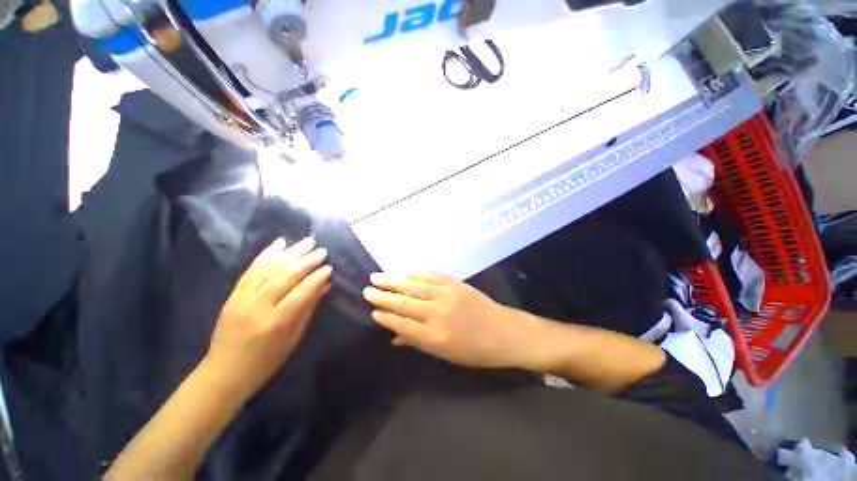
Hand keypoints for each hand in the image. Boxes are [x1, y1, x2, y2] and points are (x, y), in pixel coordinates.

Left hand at [205, 237, 331, 400]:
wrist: (224, 372)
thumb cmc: (266, 361)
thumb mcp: (293, 338)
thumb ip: (308, 308)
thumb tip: (325, 286)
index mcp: (276, 321)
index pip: (301, 292)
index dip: (317, 278)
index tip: (329, 267)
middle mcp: (258, 305)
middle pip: (285, 276)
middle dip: (306, 261)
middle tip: (322, 250)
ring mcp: (242, 298)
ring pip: (269, 268)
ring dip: (290, 253)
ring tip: (307, 242)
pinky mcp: (233, 294)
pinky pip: (251, 270)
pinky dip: (266, 255)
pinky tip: (279, 243)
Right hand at [363, 272, 542, 368]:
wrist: (504, 332)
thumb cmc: (475, 350)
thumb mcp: (445, 354)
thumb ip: (417, 342)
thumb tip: (394, 336)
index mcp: (433, 336)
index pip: (401, 323)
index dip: (385, 316)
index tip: (373, 310)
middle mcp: (437, 313)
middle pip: (403, 302)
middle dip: (383, 296)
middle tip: (367, 290)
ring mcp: (446, 295)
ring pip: (414, 285)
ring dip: (394, 280)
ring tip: (377, 276)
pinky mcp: (455, 283)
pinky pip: (430, 276)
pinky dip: (415, 273)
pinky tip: (404, 272)